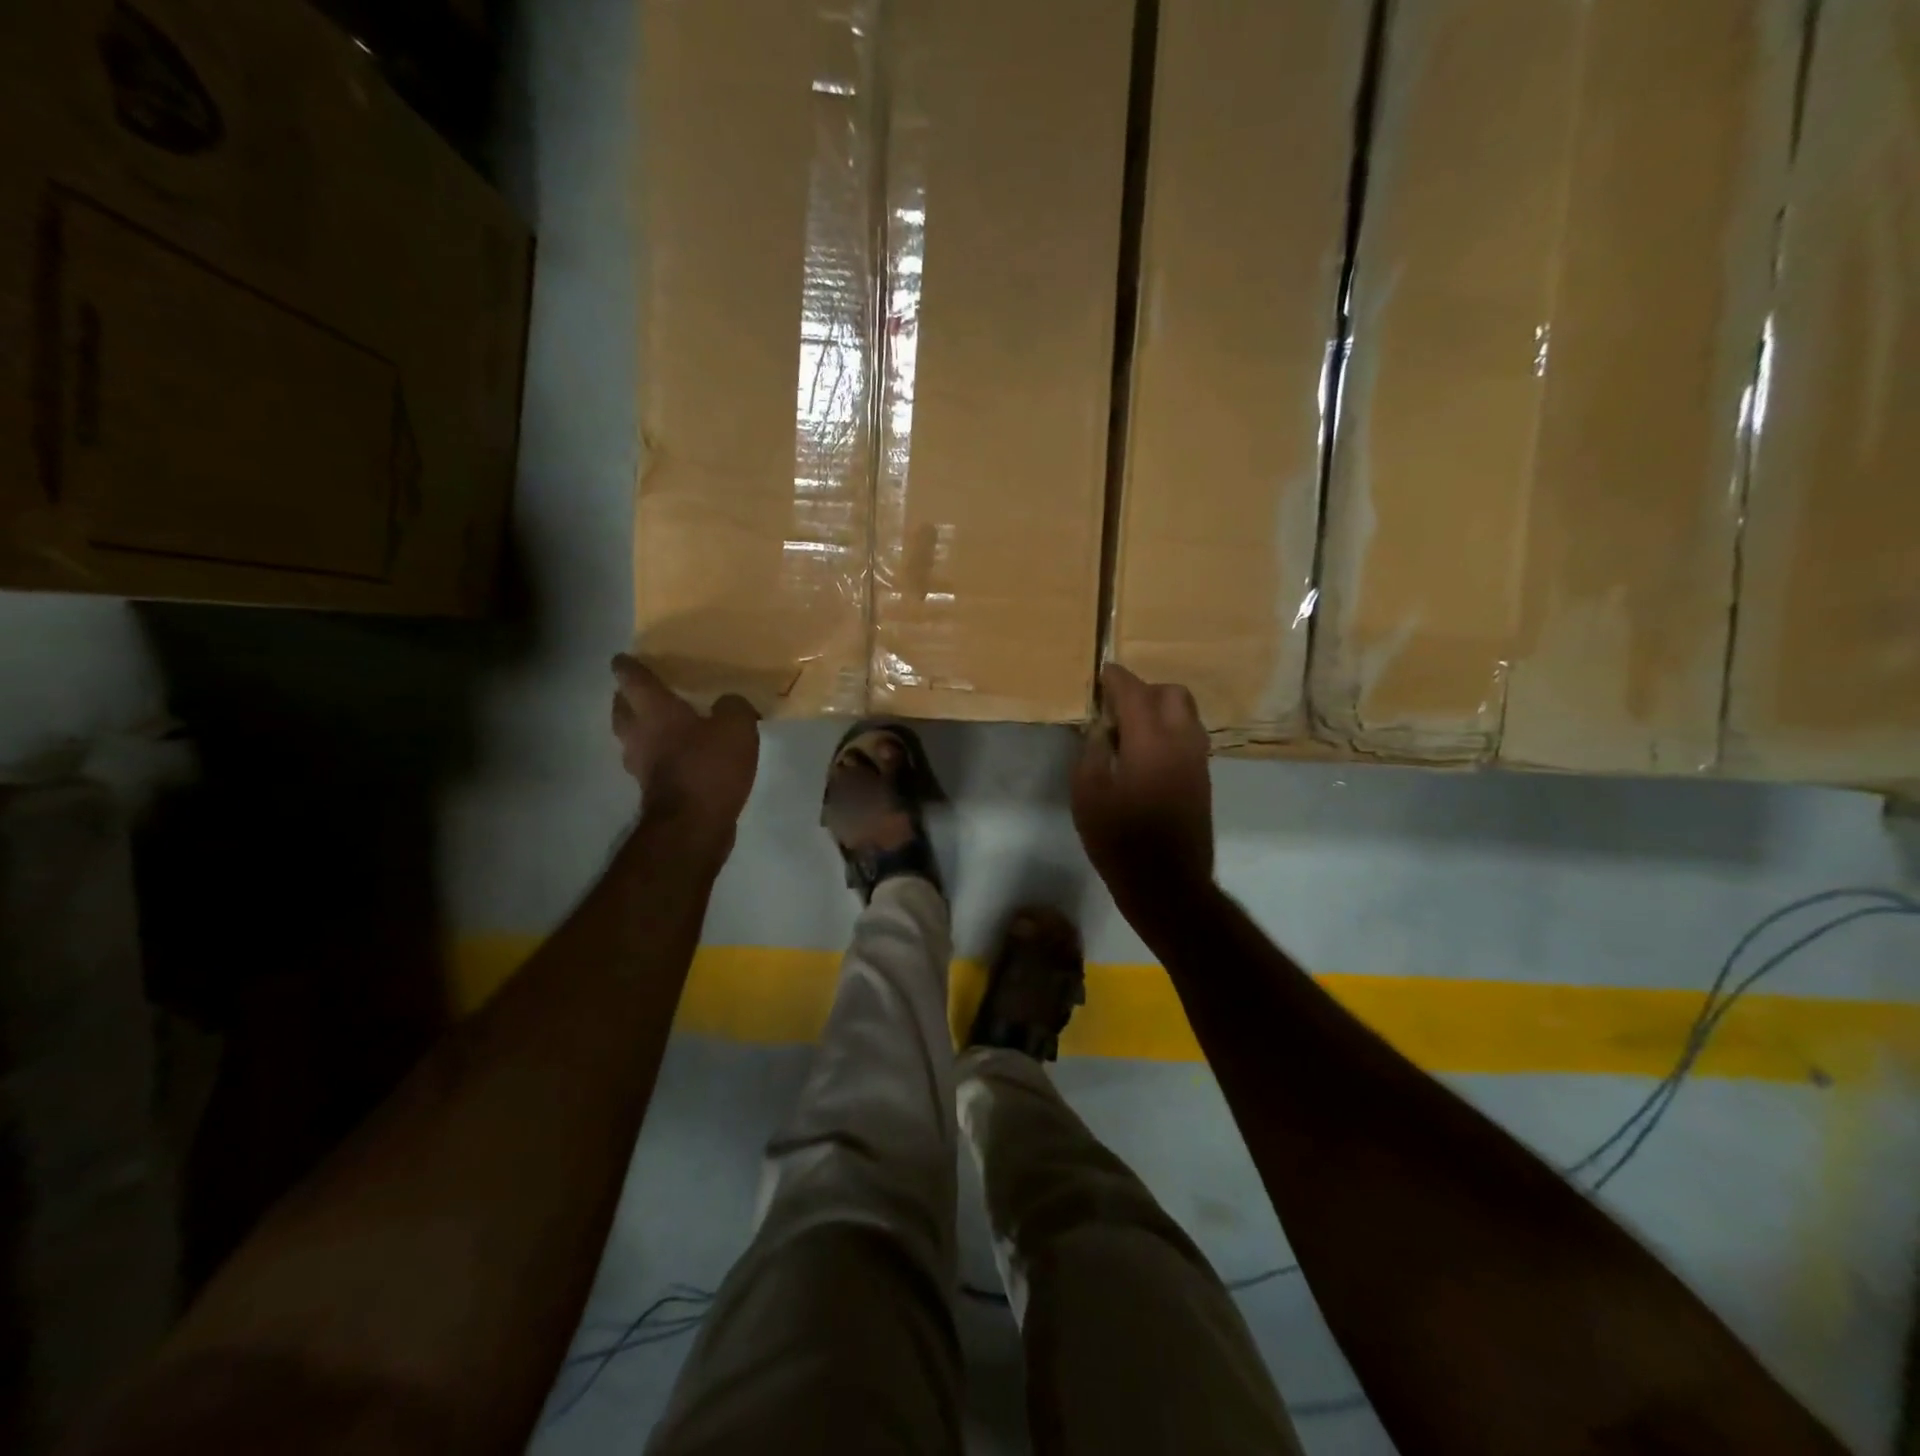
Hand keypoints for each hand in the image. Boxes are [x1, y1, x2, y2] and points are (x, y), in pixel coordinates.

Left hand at [612, 655, 759, 840]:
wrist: (693, 825)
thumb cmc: (709, 767)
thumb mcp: (736, 727)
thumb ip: (734, 706)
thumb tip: (730, 702)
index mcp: (654, 710)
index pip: (632, 678)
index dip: (627, 665)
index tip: (623, 658)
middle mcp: (638, 733)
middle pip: (621, 708)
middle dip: (625, 697)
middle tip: (639, 690)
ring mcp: (640, 765)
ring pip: (631, 737)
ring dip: (638, 727)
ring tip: (658, 723)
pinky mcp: (652, 790)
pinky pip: (649, 762)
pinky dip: (657, 755)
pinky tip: (678, 756)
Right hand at [1071, 664, 1213, 919]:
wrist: (1167, 883)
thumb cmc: (1119, 840)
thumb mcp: (1087, 795)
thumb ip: (1092, 752)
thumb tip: (1101, 729)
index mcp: (1150, 741)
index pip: (1135, 693)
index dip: (1116, 679)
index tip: (1103, 673)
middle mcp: (1181, 742)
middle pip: (1172, 694)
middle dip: (1145, 690)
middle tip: (1117, 707)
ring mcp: (1198, 760)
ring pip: (1186, 714)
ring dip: (1161, 710)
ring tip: (1131, 729)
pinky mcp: (1203, 779)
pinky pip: (1189, 737)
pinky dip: (1170, 730)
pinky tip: (1146, 754)